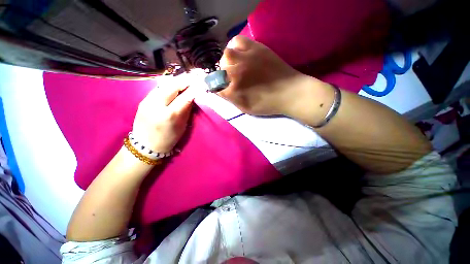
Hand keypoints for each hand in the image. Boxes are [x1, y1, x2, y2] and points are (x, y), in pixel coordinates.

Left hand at [132, 77, 193, 153]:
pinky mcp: (143, 99)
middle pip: (172, 85)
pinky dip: (169, 84)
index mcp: (169, 115)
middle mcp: (156, 105)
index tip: (202, 82)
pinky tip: (175, 84)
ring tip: (187, 78)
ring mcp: (147, 101)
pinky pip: (158, 88)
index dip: (194, 88)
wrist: (145, 146)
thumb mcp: (182, 126)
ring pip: (164, 84)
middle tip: (196, 76)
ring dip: (177, 80)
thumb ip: (187, 109)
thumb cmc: (168, 139)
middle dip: (185, 79)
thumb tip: (193, 96)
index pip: (184, 96)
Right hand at [218, 36, 317, 116]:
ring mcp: (246, 58)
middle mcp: (237, 73)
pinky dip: (235, 47)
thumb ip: (231, 100)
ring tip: (235, 65)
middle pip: (219, 70)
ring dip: (227, 62)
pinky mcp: (256, 48)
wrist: (290, 93)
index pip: (216, 86)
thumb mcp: (246, 108)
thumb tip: (220, 91)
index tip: (220, 89)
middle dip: (222, 75)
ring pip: (226, 55)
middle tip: (230, 78)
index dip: (216, 88)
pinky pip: (238, 41)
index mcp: (235, 90)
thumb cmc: (268, 104)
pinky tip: (240, 54)